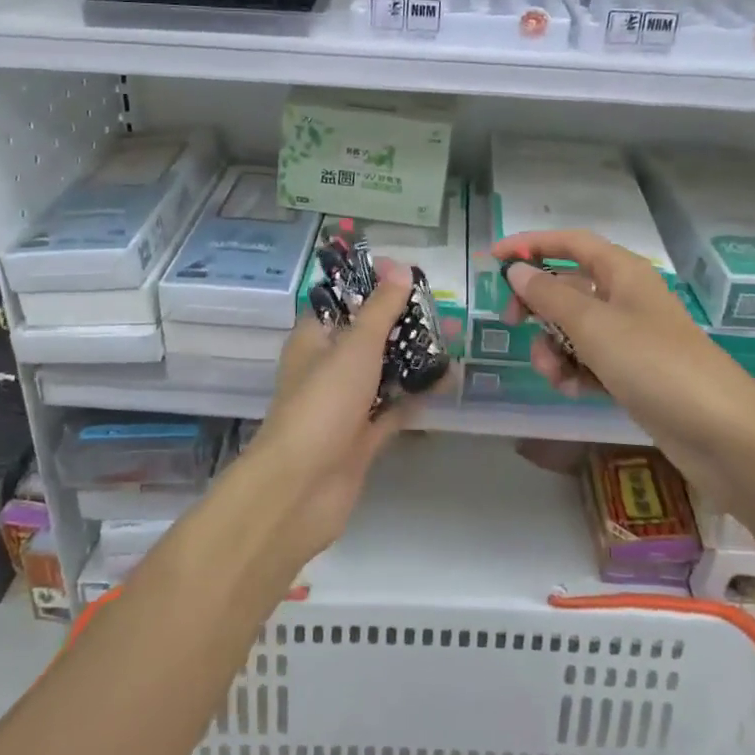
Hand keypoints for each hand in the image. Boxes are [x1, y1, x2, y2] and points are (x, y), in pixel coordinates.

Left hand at [247, 261, 419, 559]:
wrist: (302, 489)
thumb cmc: (323, 403)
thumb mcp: (355, 346)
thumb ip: (381, 308)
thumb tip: (400, 266)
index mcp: (314, 339)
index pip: (342, 301)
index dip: (372, 286)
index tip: (409, 276)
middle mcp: (327, 368)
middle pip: (367, 337)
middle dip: (401, 324)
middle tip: (441, 310)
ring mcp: (344, 405)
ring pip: (382, 373)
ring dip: (412, 360)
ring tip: (452, 340)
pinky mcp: (361, 438)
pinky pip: (393, 409)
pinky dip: (415, 396)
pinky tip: (447, 381)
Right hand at [494, 229, 754, 526]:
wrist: (724, 435)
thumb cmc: (655, 364)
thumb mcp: (594, 326)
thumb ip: (550, 295)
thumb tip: (517, 271)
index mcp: (622, 272)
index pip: (570, 243)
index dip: (531, 244)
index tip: (493, 259)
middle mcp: (626, 298)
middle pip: (568, 286)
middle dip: (537, 304)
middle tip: (511, 322)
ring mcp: (632, 337)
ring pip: (575, 328)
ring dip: (554, 347)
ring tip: (553, 374)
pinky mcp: (634, 373)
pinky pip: (590, 361)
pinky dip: (575, 371)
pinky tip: (573, 390)